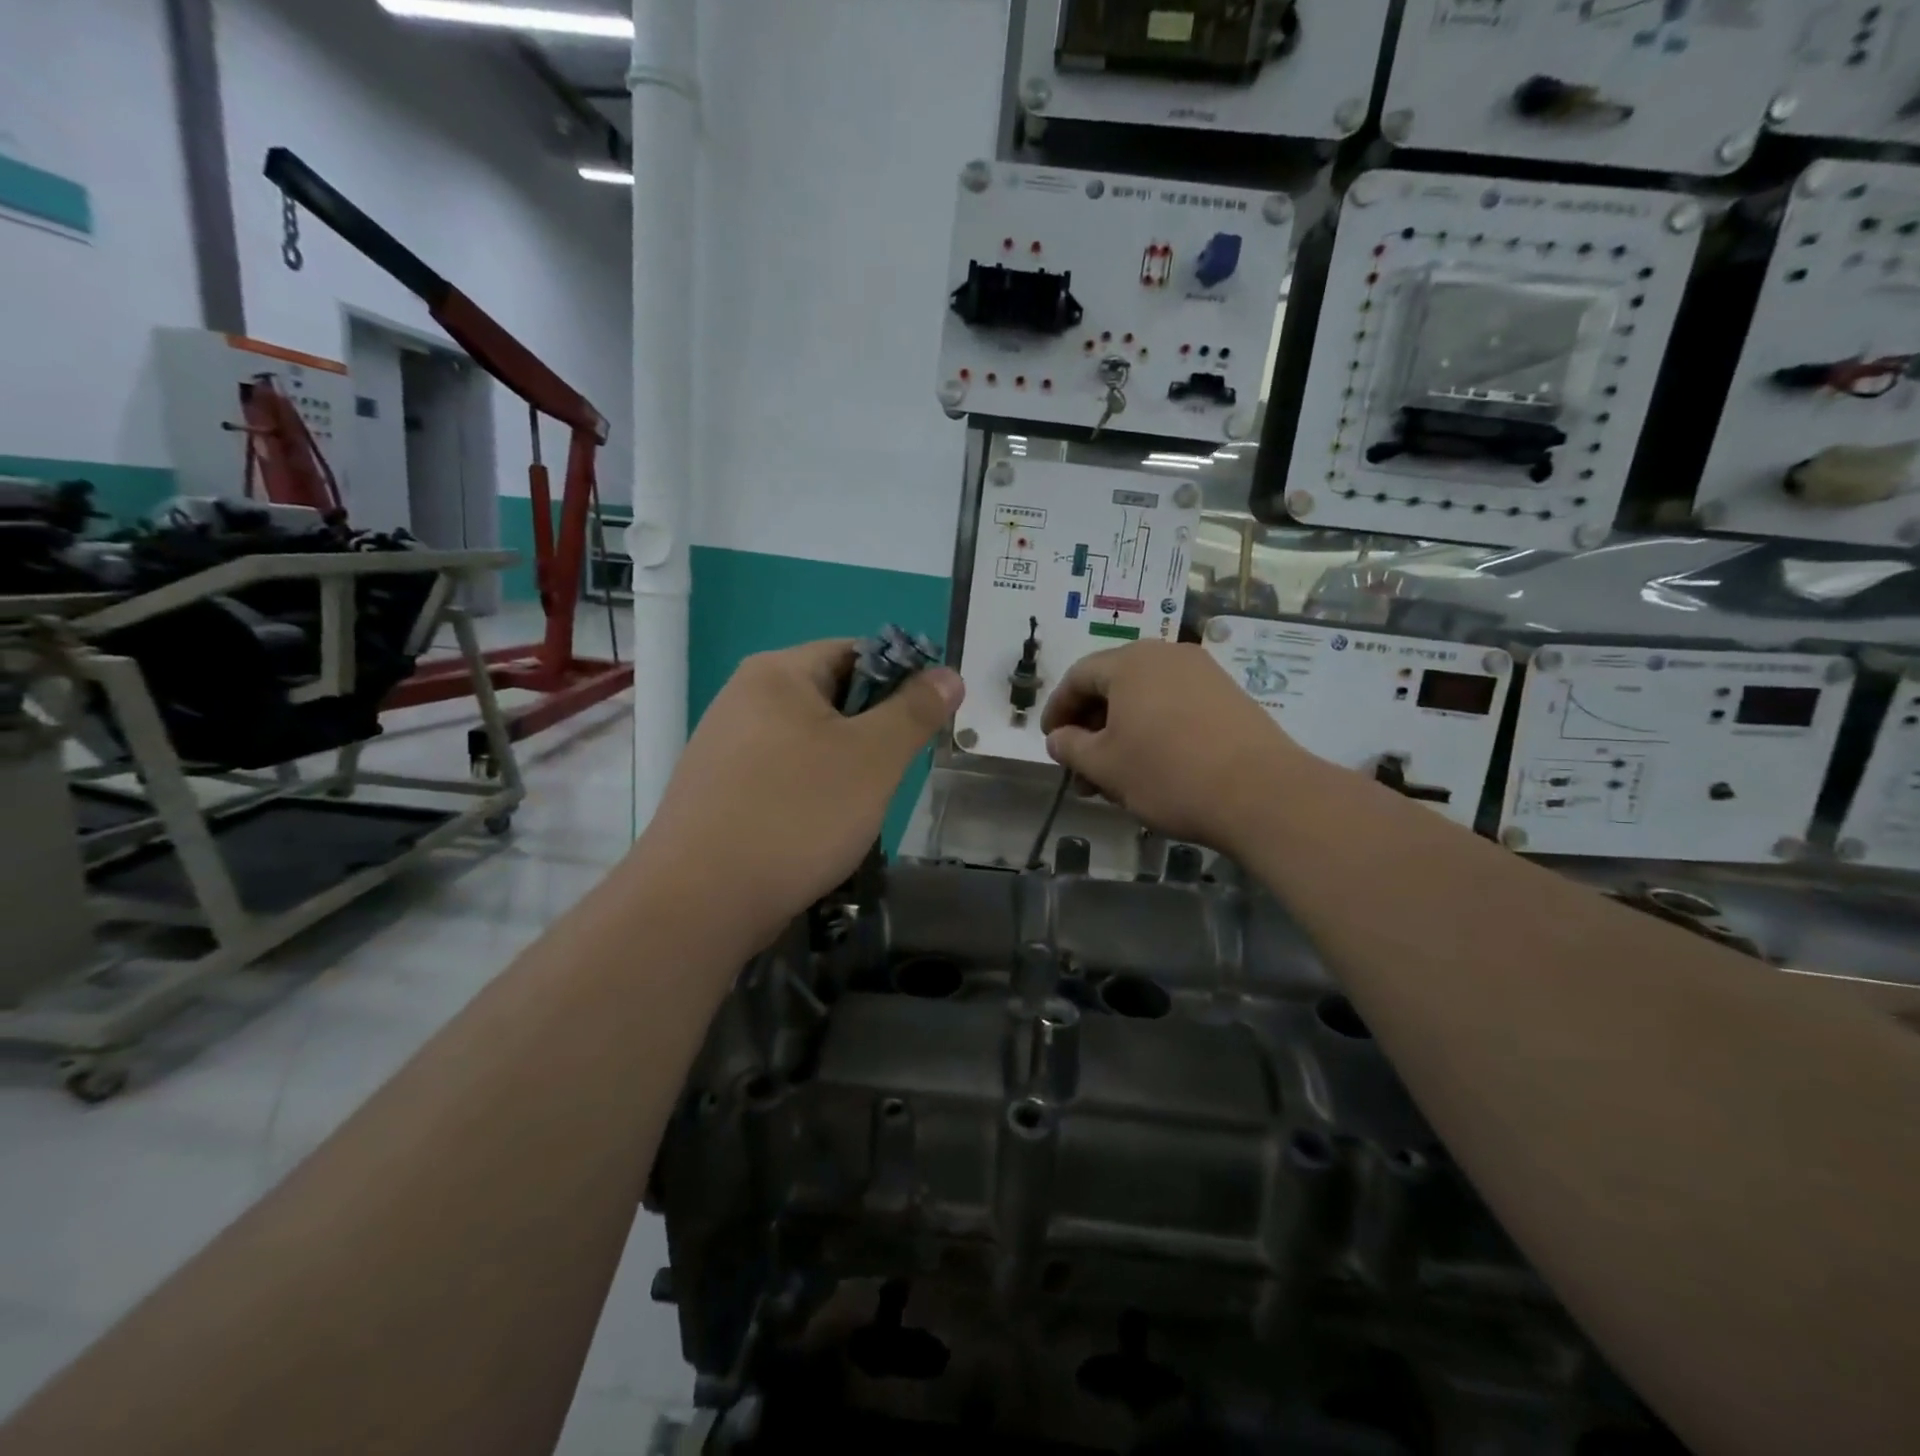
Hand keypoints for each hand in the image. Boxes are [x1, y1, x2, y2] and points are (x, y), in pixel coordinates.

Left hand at [637, 640, 963, 952]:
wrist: (698, 902)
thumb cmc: (797, 814)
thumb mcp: (874, 758)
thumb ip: (915, 710)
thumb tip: (949, 674)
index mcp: (778, 673)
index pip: (857, 652)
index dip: (901, 681)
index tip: (922, 725)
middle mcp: (743, 697)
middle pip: (831, 697)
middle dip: (871, 732)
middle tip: (890, 774)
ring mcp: (724, 746)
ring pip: (808, 741)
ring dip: (843, 767)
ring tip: (856, 809)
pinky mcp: (717, 791)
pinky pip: (781, 775)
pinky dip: (809, 793)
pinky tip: (817, 831)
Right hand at [1040, 640, 1302, 853]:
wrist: (1260, 793)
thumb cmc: (1167, 774)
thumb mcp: (1104, 766)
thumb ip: (1070, 747)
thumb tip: (1059, 738)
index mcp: (1130, 662)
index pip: (1078, 677)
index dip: (1057, 710)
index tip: (1050, 742)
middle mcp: (1166, 655)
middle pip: (1113, 686)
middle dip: (1090, 728)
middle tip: (1081, 770)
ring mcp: (1202, 673)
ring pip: (1145, 699)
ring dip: (1121, 734)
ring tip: (1115, 778)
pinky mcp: (1228, 696)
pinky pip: (1174, 706)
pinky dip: (1153, 731)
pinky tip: (1152, 767)